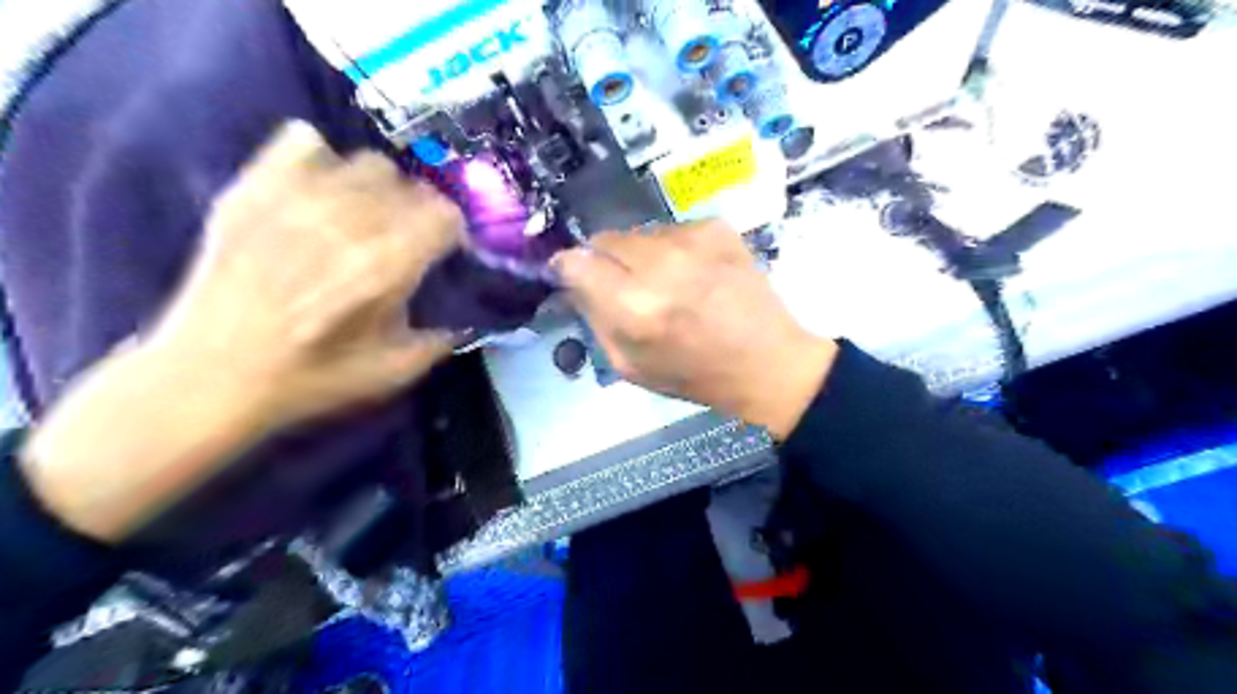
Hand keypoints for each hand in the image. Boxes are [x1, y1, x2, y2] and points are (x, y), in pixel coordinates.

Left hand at [19, 126, 462, 542]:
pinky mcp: (254, 190)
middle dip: (421, 210)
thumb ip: (441, 340)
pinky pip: (301, 141)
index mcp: (387, 266)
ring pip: (366, 162)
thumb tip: (466, 319)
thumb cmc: (311, 379)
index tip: (445, 251)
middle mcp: (349, 221)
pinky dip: (322, 159)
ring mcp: (298, 199)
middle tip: (408, 236)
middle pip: (410, 185)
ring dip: (381, 187)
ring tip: (368, 214)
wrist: (209, 376)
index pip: (444, 215)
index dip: (453, 232)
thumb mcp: (393, 373)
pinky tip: (320, 189)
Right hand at [559, 223, 839, 439]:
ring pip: (639, 233)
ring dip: (641, 255)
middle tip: (628, 287)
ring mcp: (692, 239)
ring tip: (669, 283)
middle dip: (606, 261)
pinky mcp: (717, 226)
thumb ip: (595, 319)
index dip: (569, 269)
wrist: (768, 361)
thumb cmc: (695, 374)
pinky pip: (672, 230)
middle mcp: (660, 264)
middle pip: (604, 240)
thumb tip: (574, 281)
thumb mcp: (630, 366)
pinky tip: (696, 274)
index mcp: (635, 307)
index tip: (575, 278)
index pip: (576, 262)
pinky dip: (673, 249)